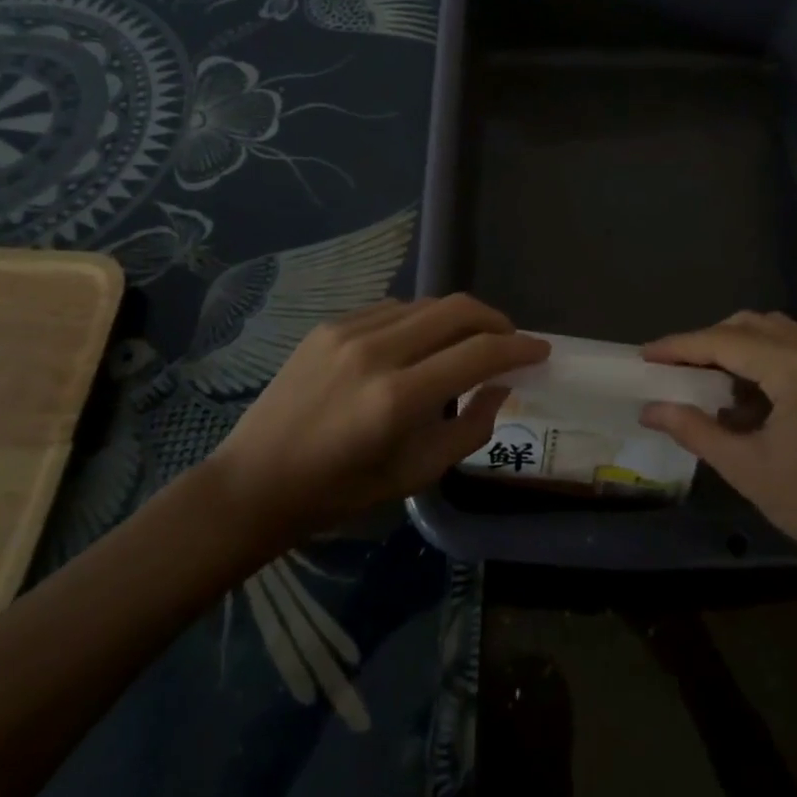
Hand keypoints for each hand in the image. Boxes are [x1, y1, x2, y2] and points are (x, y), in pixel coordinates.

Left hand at [203, 295, 548, 538]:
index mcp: (398, 398)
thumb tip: (501, 387)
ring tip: (468, 343)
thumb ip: (470, 428)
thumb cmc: (340, 492)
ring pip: (426, 304)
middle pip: (456, 310)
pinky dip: (420, 320)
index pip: (478, 353)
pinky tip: (421, 344)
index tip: (541, 351)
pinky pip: (393, 310)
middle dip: (495, 320)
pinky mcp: (330, 324)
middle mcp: (376, 352)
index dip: (518, 348)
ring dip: (458, 319)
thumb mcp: (415, 474)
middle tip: (510, 341)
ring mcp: (349, 331)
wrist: (255, 481)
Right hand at [640, 311, 796, 578]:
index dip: (680, 346)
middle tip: (673, 370)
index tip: (644, 354)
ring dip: (735, 348)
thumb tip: (649, 408)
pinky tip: (744, 395)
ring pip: (771, 332)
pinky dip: (762, 360)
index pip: (724, 341)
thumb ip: (694, 428)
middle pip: (748, 325)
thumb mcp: (746, 468)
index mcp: (796, 367)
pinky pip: (793, 348)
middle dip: (706, 343)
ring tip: (704, 382)